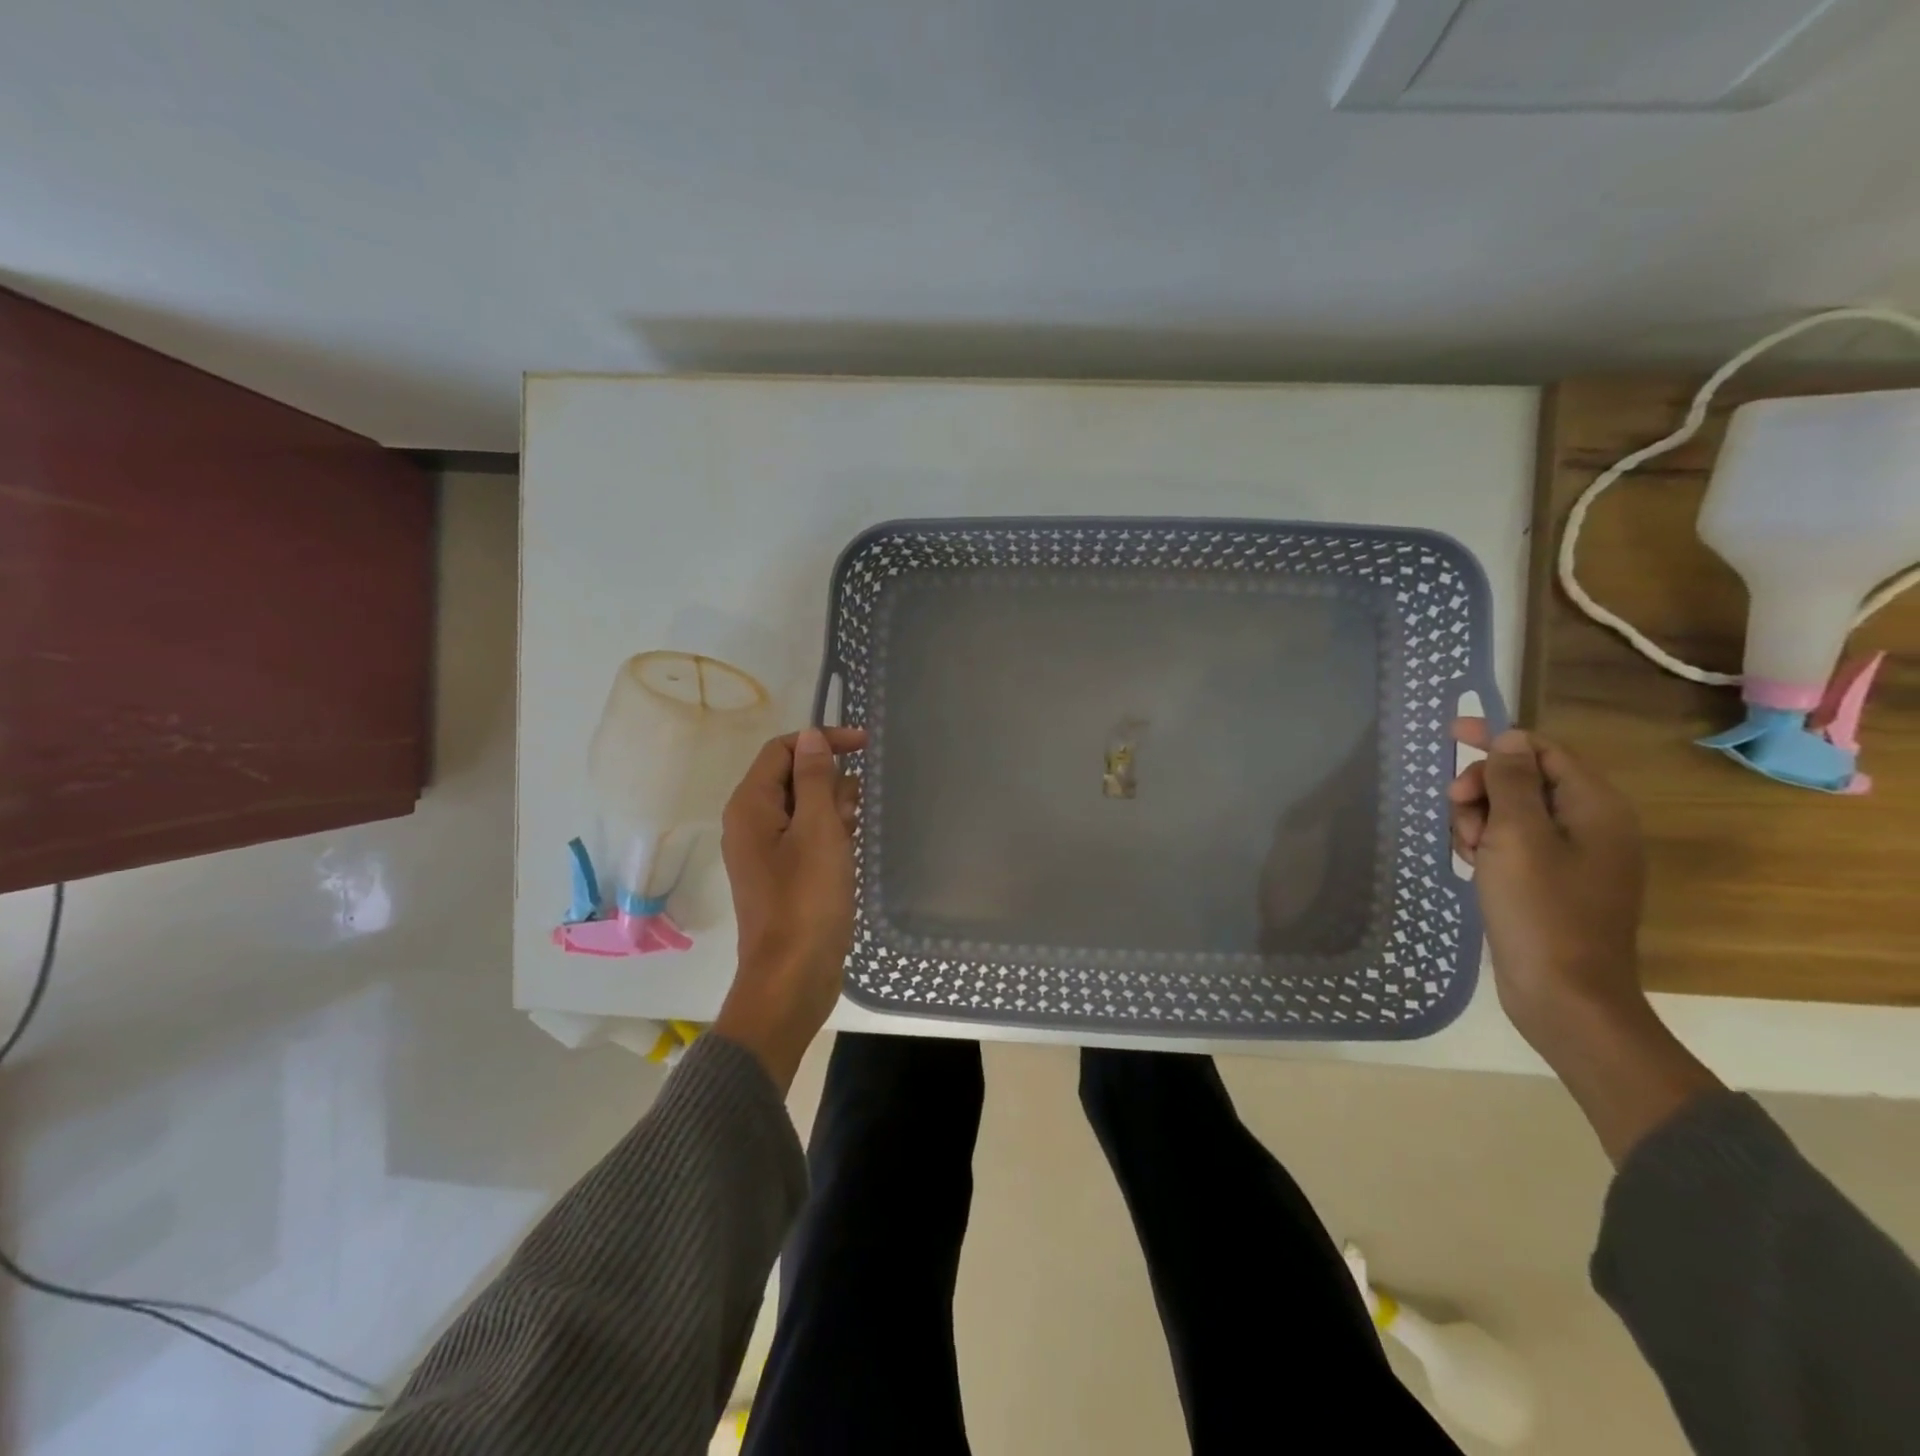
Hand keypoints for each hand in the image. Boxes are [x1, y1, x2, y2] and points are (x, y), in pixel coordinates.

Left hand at [714, 726, 867, 1091]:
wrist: (792, 977)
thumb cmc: (807, 899)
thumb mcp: (818, 831)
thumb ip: (815, 779)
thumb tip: (810, 736)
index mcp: (751, 806)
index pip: (783, 750)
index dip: (822, 741)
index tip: (864, 746)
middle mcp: (751, 823)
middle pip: (794, 778)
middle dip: (831, 783)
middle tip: (856, 812)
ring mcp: (766, 852)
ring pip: (805, 809)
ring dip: (834, 812)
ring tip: (854, 837)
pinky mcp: (783, 876)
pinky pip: (808, 838)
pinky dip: (831, 837)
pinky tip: (851, 853)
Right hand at [1447, 720, 1646, 1049]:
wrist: (1564, 995)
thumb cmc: (1541, 909)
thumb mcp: (1517, 837)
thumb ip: (1512, 782)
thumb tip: (1511, 740)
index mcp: (1595, 808)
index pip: (1544, 751)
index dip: (1498, 739)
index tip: (1450, 734)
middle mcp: (1592, 826)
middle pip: (1525, 780)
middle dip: (1483, 788)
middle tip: (1455, 809)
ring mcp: (1573, 857)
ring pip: (1513, 813)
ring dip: (1479, 819)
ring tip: (1468, 849)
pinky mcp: (1552, 882)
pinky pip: (1514, 844)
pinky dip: (1488, 845)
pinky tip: (1473, 864)